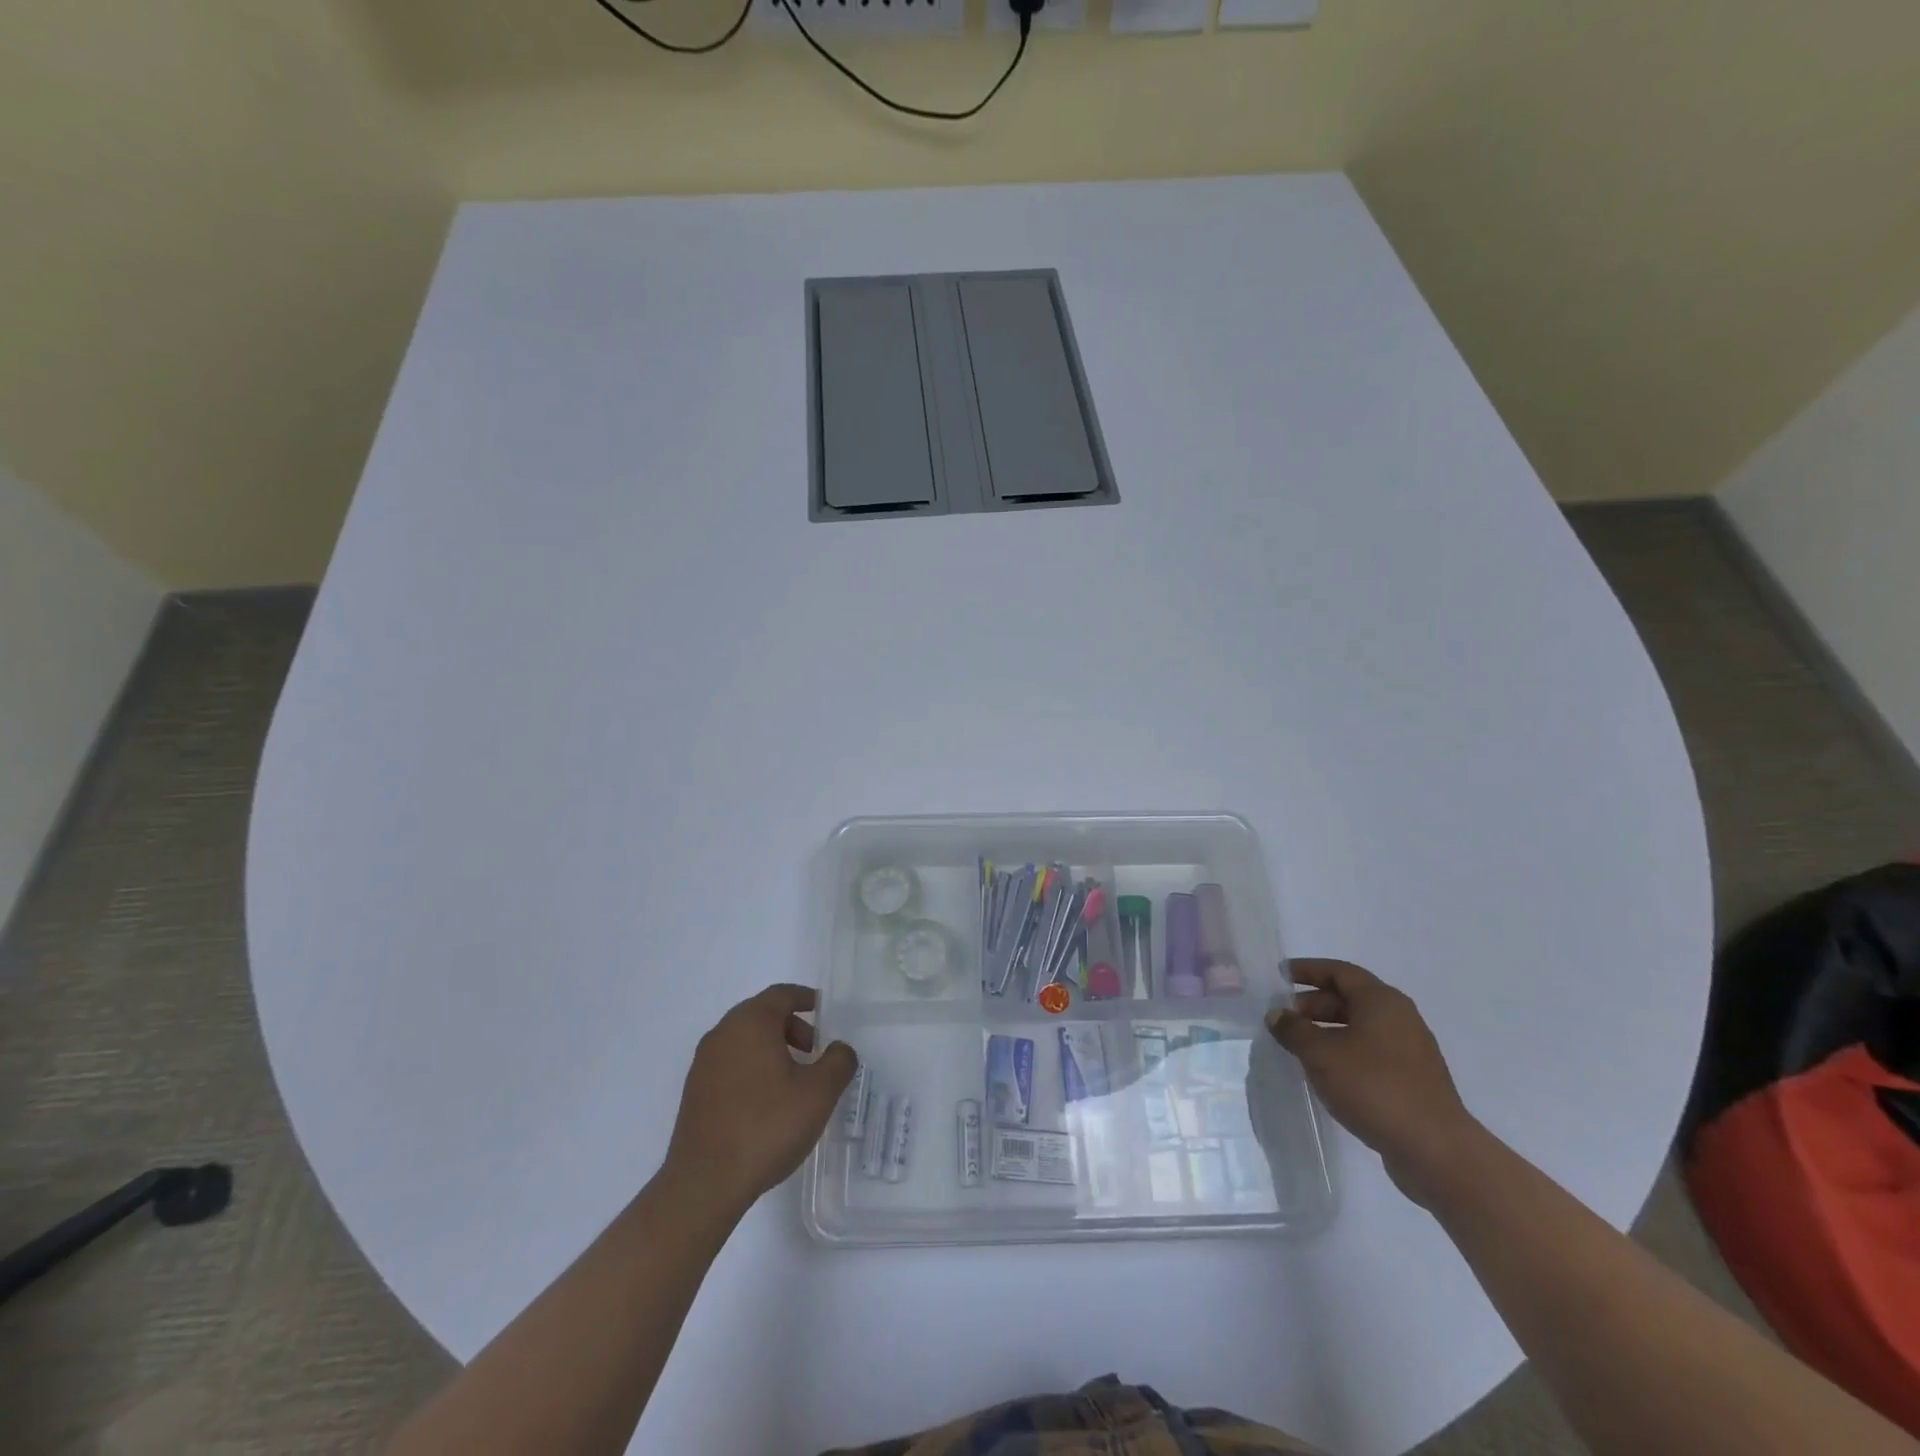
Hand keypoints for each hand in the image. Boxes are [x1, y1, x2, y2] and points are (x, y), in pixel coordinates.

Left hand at [663, 984, 856, 1219]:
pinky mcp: (694, 1093)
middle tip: (814, 1051)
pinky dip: (752, 1069)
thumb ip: (838, 1062)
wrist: (705, 1183)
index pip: (781, 995)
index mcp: (751, 1022)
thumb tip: (840, 1049)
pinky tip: (767, 1103)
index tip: (824, 1011)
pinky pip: (730, 1065)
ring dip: (772, 1049)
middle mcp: (722, 1034)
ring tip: (794, 1081)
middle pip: (761, 1015)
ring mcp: (703, 1064)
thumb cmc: (767, 1126)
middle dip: (791, 1027)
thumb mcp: (819, 1093)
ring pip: (744, 1041)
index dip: (805, 998)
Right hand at [1268, 959, 1480, 1204]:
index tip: (1279, 975)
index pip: (1339, 971)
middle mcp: (1400, 1018)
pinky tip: (1327, 1072)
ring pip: (1360, 1027)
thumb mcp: (1320, 1054)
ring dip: (1327, 1030)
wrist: (1435, 1150)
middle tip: (1284, 1018)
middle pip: (1350, 998)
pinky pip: (1371, 1052)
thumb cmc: (1374, 1087)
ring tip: (1299, 1046)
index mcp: (1381, 1001)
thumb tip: (1277, 1014)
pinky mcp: (1413, 1080)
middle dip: (1314, 1004)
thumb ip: (1294, 1030)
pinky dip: (1345, 1052)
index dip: (1307, 970)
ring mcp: (1410, 1050)